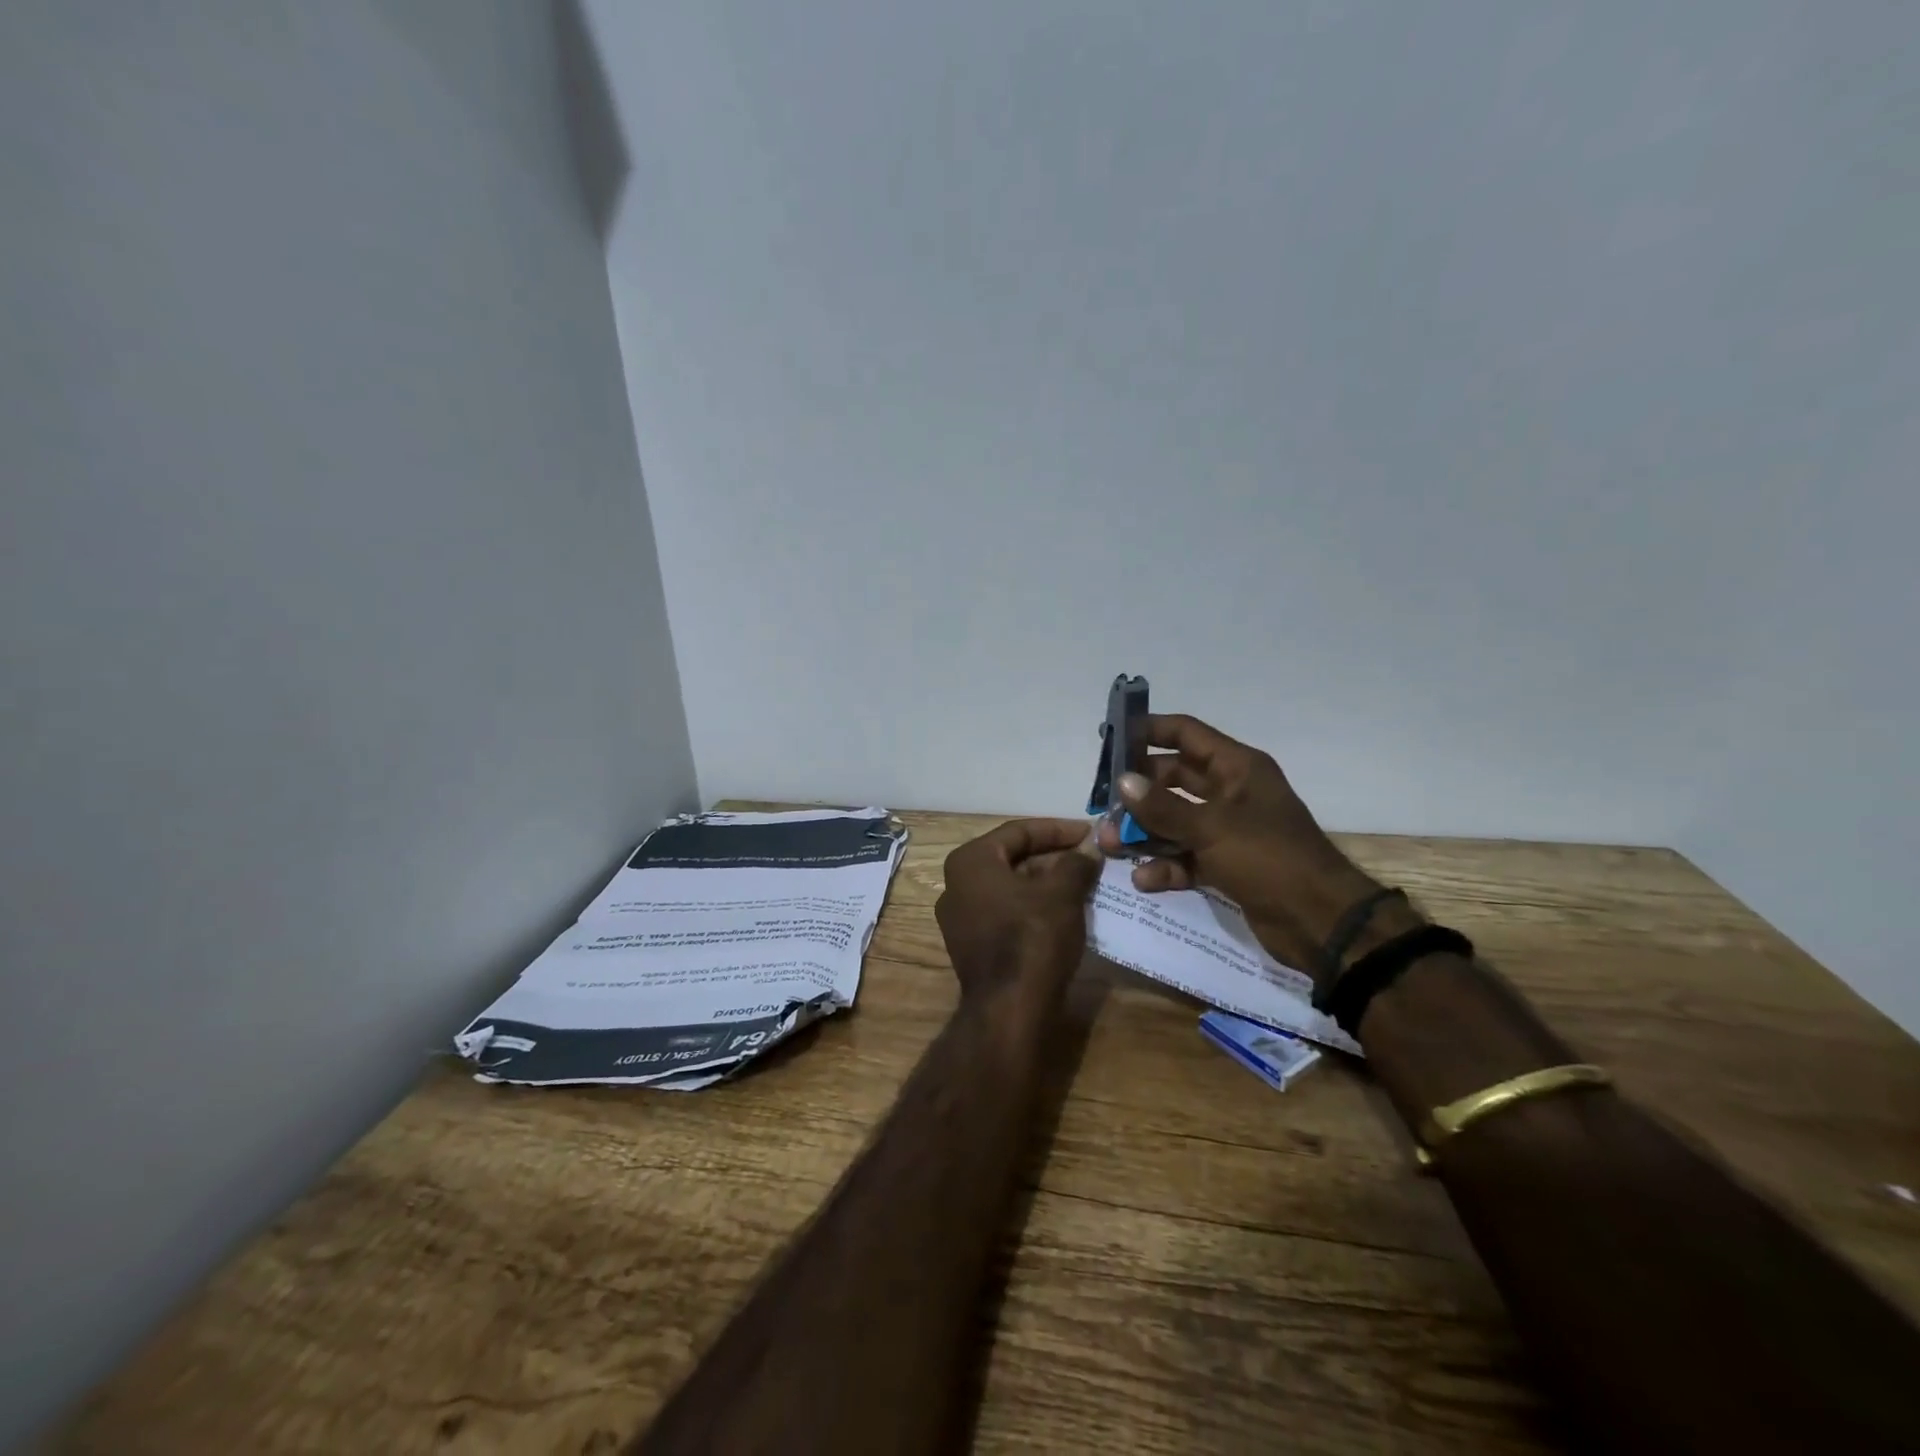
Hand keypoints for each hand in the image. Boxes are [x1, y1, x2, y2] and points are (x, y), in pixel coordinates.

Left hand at [936, 818, 1100, 1012]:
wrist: (1009, 1009)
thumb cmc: (1032, 937)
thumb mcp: (1062, 893)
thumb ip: (1076, 863)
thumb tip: (1089, 848)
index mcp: (970, 861)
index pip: (1018, 832)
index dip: (1058, 829)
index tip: (1089, 833)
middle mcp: (956, 884)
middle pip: (1012, 859)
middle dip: (1054, 857)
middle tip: (1090, 859)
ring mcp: (961, 918)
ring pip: (1011, 887)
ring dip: (1047, 883)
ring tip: (1085, 883)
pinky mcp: (972, 945)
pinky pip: (1006, 913)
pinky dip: (1035, 907)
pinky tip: (1066, 912)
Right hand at [1094, 715, 1420, 981]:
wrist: (1320, 923)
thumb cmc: (1269, 859)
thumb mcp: (1212, 828)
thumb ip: (1163, 806)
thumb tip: (1123, 781)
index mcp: (1237, 768)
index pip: (1186, 734)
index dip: (1149, 731)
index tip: (1111, 737)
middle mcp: (1231, 793)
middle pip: (1173, 780)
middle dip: (1137, 793)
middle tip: (1102, 804)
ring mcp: (1228, 831)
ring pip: (1174, 822)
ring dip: (1143, 833)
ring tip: (1110, 845)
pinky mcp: (1225, 865)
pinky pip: (1185, 857)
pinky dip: (1165, 866)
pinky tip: (1144, 879)